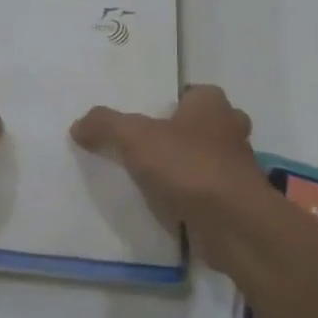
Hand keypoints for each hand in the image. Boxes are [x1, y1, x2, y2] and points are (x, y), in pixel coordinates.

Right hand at [72, 86, 264, 235]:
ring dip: (190, 167)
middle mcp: (231, 130)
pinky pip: (212, 192)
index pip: (193, 93)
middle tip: (152, 147)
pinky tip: (170, 206)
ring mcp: (239, 168)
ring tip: (156, 179)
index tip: (149, 117)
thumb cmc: (188, 165)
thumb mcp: (134, 137)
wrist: (233, 223)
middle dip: (184, 134)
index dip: (173, 103)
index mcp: (212, 104)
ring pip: (211, 159)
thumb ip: (105, 125)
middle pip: (205, 125)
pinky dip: (195, 197)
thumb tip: (78, 125)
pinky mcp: (239, 202)